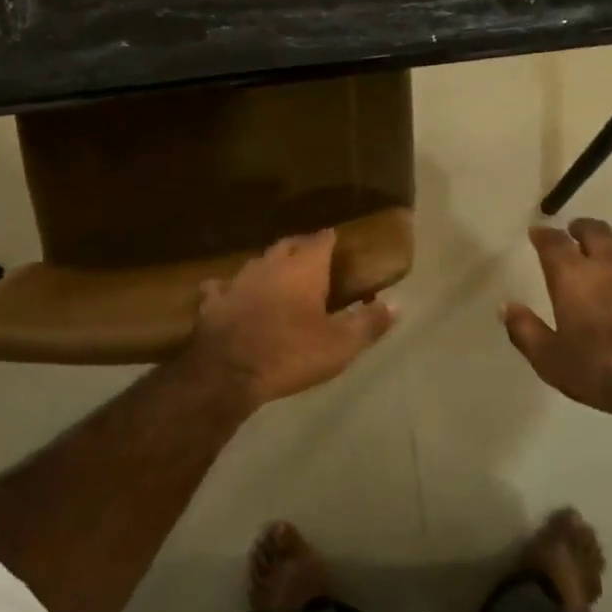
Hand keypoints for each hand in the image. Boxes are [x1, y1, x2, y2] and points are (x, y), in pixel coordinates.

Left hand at [189, 230, 398, 405]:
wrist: (228, 372)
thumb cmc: (291, 354)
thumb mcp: (340, 345)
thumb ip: (368, 323)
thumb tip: (397, 304)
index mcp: (304, 270)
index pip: (321, 240)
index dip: (330, 238)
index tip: (337, 239)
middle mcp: (271, 265)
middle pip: (288, 245)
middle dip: (301, 246)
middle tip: (312, 255)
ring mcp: (238, 280)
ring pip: (257, 261)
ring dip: (269, 264)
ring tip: (278, 273)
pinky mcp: (213, 300)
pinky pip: (221, 286)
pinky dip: (230, 288)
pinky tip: (229, 293)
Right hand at [502, 218, 611, 420]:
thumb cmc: (603, 371)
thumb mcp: (551, 360)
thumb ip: (526, 331)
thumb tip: (506, 307)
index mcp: (574, 278)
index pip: (554, 243)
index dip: (544, 235)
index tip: (537, 232)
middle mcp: (611, 267)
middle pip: (596, 232)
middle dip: (583, 228)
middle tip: (576, 232)